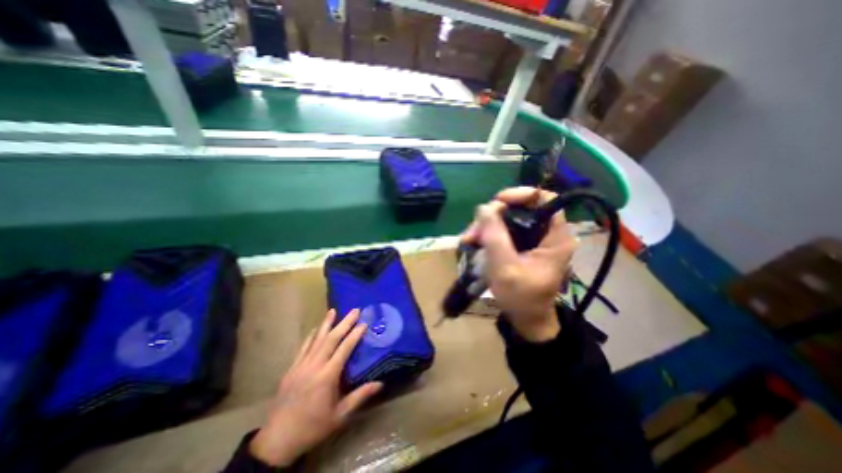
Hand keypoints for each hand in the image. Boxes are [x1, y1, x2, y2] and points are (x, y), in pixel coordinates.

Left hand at [248, 308, 384, 467]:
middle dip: (344, 323)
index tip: (364, 323)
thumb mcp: (340, 415)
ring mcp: (301, 365)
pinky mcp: (291, 369)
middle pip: (331, 339)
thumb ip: (360, 396)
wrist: (278, 440)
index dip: (355, 335)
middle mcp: (314, 366)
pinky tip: (316, 329)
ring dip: (326, 324)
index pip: (344, 349)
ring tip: (333, 311)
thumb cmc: (313, 427)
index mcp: (327, 376)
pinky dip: (311, 336)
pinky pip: (303, 347)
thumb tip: (380, 384)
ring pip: (316, 339)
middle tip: (354, 310)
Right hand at [464, 186, 575, 341]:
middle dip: (493, 216)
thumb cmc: (521, 297)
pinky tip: (473, 243)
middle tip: (473, 231)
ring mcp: (533, 239)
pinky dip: (487, 235)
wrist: (525, 320)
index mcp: (556, 236)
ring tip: (468, 240)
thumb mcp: (506, 267)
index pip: (544, 199)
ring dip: (485, 227)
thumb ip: (495, 236)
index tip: (496, 202)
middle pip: (520, 209)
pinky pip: (503, 231)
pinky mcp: (521, 246)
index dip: (520, 194)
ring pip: (507, 220)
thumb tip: (484, 207)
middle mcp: (546, 233)